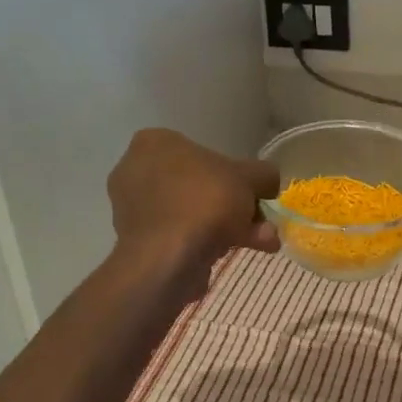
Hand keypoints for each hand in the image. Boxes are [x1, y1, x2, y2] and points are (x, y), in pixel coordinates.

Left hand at [108, 130, 279, 274]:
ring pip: (192, 213)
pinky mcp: (136, 242)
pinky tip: (230, 255)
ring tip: (262, 244)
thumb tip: (269, 183)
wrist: (168, 258)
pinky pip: (179, 235)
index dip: (236, 174)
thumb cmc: (205, 201)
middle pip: (200, 186)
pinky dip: (205, 243)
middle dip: (235, 207)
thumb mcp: (249, 178)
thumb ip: (264, 175)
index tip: (256, 195)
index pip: (203, 152)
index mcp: (155, 143)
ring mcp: (132, 208)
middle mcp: (135, 170)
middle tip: (261, 223)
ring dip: (228, 227)